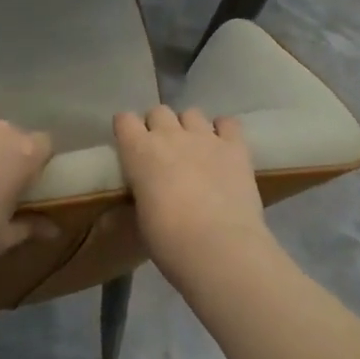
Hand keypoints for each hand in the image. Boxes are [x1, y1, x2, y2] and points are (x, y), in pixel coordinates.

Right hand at [113, 106, 275, 284]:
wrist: (218, 246)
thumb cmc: (168, 240)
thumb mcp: (141, 214)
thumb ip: (143, 190)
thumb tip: (149, 190)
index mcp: (139, 151)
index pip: (124, 119)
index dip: (127, 130)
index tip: (130, 144)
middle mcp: (170, 135)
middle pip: (159, 112)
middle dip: (159, 126)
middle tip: (164, 150)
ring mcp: (205, 137)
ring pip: (192, 113)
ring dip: (189, 127)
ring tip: (195, 148)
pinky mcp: (235, 146)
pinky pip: (228, 123)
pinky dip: (223, 130)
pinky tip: (223, 146)